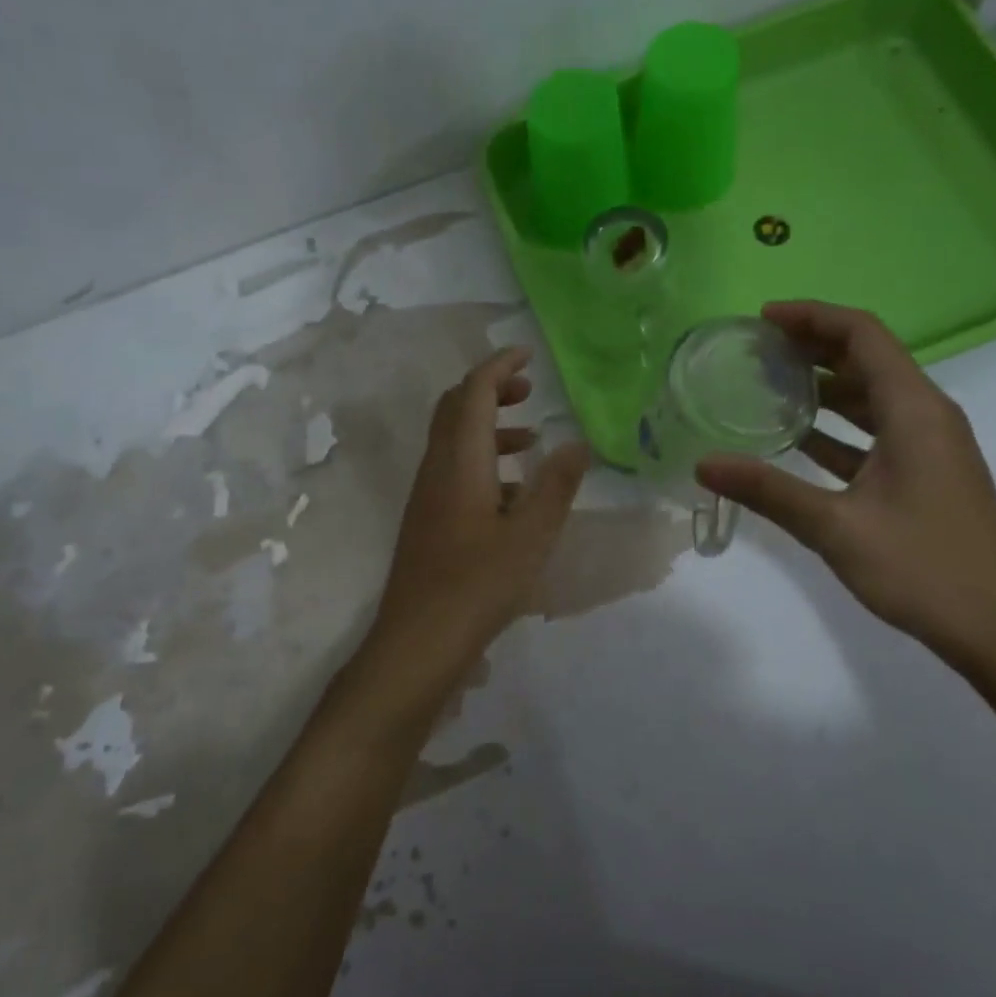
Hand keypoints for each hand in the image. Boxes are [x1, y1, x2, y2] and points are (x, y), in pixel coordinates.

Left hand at [365, 347, 589, 698]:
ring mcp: (427, 494)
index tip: (527, 354)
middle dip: (491, 389)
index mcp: (460, 461)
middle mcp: (436, 468)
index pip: (474, 392)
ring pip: (453, 439)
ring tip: (530, 439)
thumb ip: (556, 486)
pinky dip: (482, 459)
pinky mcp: (426, 519)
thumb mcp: (532, 535)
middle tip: (529, 390)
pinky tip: (511, 492)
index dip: (499, 366)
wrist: (418, 641)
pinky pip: (453, 468)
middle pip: (456, 408)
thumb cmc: (479, 584)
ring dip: (488, 426)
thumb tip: (577, 443)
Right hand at [696, 302, 995, 661]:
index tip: (763, 319)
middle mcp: (927, 416)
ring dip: (824, 386)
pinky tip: (797, 441)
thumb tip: (704, 464)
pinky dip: (838, 428)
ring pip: (872, 396)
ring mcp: (930, 446)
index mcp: (915, 411)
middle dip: (812, 346)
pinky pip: (876, 432)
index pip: (863, 335)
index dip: (812, 317)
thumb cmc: (923, 568)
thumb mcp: (836, 528)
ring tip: (768, 386)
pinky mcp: (926, 474)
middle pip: (868, 359)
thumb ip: (768, 491)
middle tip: (756, 350)